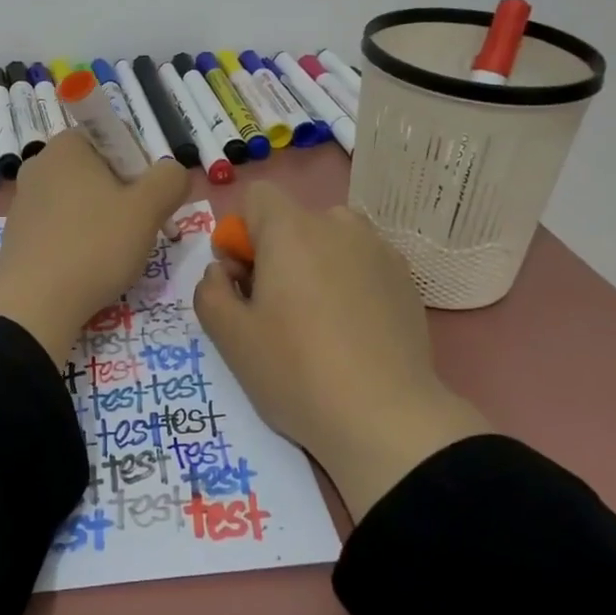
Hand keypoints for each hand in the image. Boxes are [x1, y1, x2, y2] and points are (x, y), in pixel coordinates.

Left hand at [0, 129, 189, 366]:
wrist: (34, 304)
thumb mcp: (148, 209)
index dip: (143, 166)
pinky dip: (81, 240)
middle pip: (100, 170)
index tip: (151, 202)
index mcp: (67, 145)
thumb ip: (170, 180)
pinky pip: (62, 226)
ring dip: (105, 220)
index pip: (118, 138)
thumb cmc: (94, 246)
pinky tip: (90, 267)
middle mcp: (40, 163)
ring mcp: (24, 199)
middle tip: (140, 231)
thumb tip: (172, 173)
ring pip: (82, 201)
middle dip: (126, 197)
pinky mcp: (18, 232)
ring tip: (116, 255)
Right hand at [194, 183, 491, 519]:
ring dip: (314, 263)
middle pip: (293, 220)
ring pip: (330, 240)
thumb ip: (209, 290)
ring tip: (317, 318)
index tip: (245, 280)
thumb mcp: (229, 336)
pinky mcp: (405, 277)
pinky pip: (361, 262)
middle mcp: (338, 225)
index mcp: (291, 229)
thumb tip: (223, 272)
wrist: (386, 417)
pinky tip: (351, 329)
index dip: (241, 234)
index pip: (257, 197)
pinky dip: (348, 280)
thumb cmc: (296, 371)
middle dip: (277, 252)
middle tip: (276, 308)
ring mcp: (378, 249)